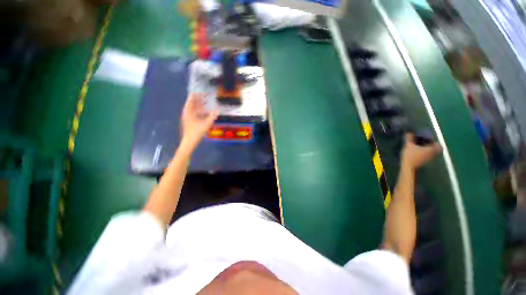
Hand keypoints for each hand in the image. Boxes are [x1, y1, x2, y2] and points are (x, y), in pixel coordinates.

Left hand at [180, 93, 218, 151]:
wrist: (189, 141)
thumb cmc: (196, 132)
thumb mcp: (206, 124)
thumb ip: (212, 116)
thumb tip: (218, 110)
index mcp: (188, 111)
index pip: (191, 98)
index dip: (197, 94)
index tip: (202, 91)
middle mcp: (187, 112)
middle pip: (192, 102)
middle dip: (198, 99)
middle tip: (205, 95)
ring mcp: (187, 117)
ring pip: (193, 108)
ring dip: (199, 104)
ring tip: (206, 102)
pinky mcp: (189, 121)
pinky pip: (194, 112)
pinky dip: (199, 110)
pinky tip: (204, 112)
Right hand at [401, 133, 441, 170]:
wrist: (408, 167)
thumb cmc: (410, 155)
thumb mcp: (408, 145)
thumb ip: (409, 138)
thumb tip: (410, 132)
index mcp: (431, 149)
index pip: (439, 145)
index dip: (435, 141)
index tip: (429, 139)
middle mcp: (432, 154)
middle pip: (436, 149)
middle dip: (431, 145)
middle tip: (424, 142)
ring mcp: (429, 159)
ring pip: (432, 152)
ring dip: (428, 149)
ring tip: (420, 146)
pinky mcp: (424, 162)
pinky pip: (427, 156)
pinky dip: (425, 153)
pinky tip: (417, 152)